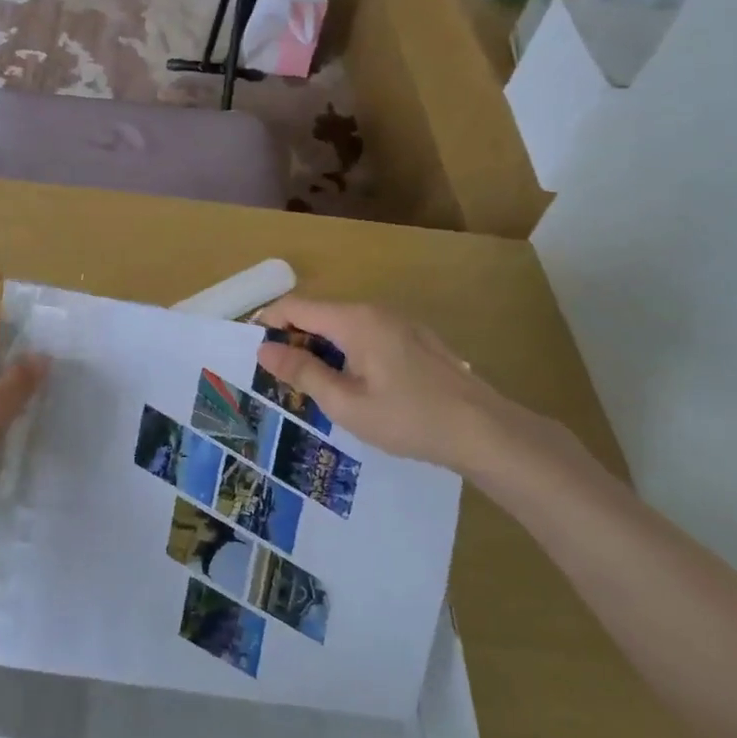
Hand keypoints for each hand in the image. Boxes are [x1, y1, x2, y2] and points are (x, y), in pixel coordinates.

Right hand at [256, 297, 556, 482]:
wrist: (484, 431)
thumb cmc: (408, 418)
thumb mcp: (345, 403)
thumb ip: (302, 372)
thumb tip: (263, 349)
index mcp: (354, 320)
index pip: (295, 306)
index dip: (268, 323)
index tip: (252, 352)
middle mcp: (375, 311)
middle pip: (319, 313)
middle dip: (292, 339)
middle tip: (279, 379)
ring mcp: (399, 323)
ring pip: (343, 325)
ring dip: (320, 348)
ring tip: (311, 387)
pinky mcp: (415, 339)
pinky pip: (366, 335)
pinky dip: (346, 352)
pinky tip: (352, 386)